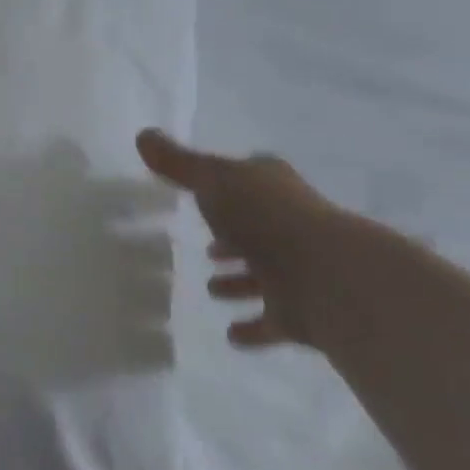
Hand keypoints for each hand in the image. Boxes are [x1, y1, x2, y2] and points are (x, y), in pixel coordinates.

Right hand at [137, 129, 367, 349]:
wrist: (326, 276)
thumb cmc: (264, 216)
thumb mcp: (211, 179)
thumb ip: (177, 162)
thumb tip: (142, 134)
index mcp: (271, 186)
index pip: (248, 180)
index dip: (225, 187)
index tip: (202, 197)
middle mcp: (290, 224)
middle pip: (257, 228)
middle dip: (233, 239)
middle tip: (208, 251)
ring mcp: (300, 269)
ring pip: (265, 275)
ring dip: (241, 282)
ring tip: (212, 290)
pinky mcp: (303, 312)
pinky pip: (272, 321)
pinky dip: (254, 328)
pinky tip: (232, 334)